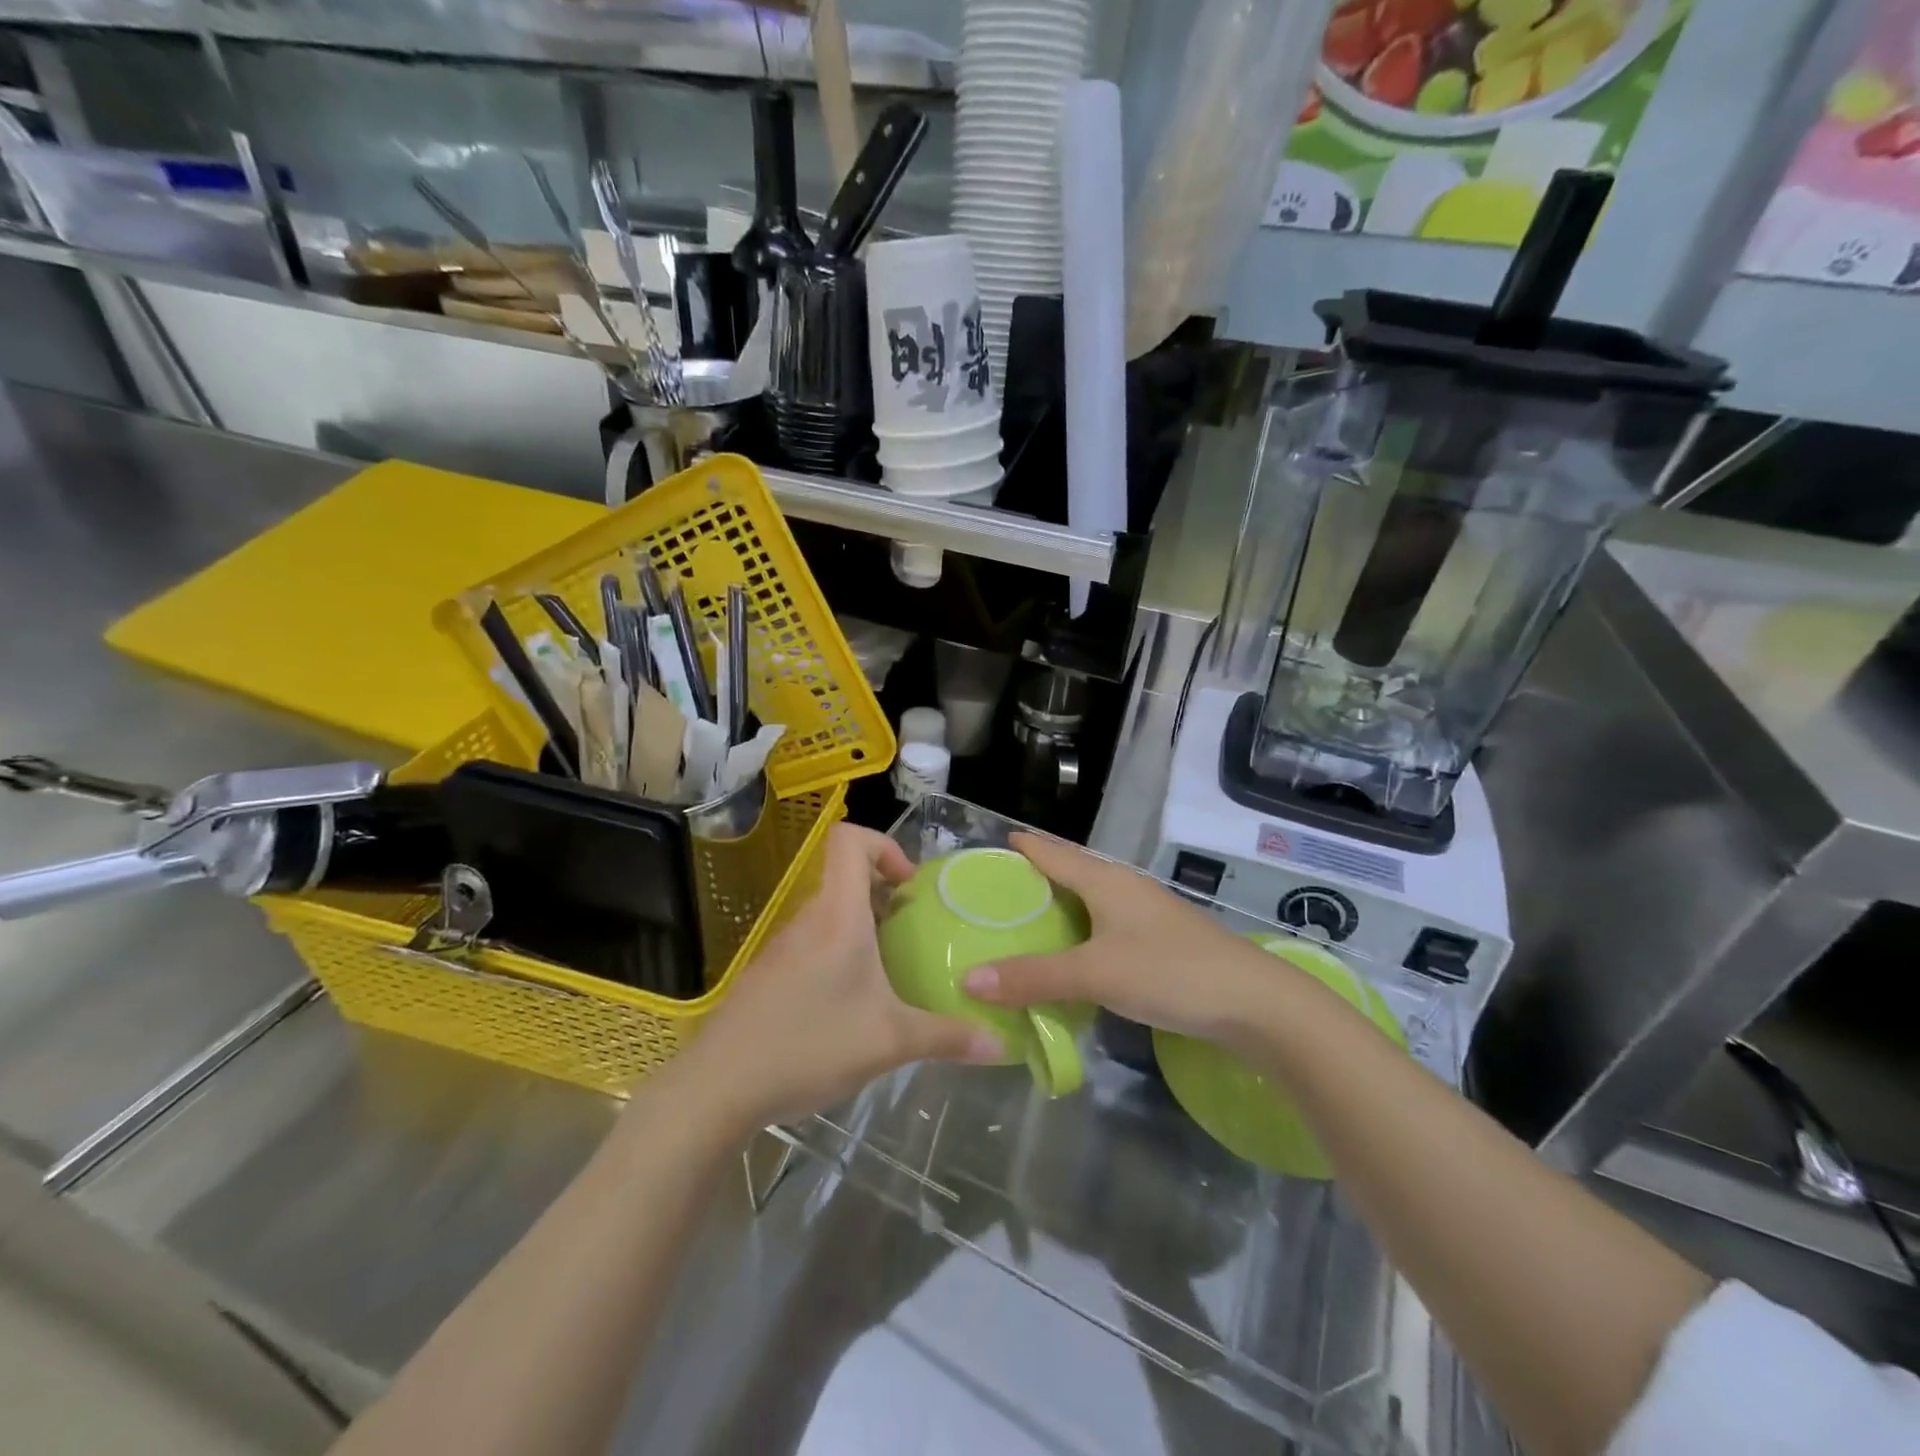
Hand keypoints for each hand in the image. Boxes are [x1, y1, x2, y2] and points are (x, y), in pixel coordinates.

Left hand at [673, 824, 1001, 1133]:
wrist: (718, 1087)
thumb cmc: (809, 1045)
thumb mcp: (890, 1042)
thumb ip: (948, 1038)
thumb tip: (1002, 1045)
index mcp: (838, 916)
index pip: (849, 839)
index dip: (883, 845)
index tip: (908, 887)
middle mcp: (809, 920)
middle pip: (845, 876)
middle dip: (885, 893)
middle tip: (913, 931)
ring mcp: (784, 946)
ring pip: (830, 913)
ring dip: (863, 926)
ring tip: (890, 969)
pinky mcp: (769, 974)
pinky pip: (813, 942)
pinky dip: (839, 953)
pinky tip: (851, 1002)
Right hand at [963, 833, 1274, 1042]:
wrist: (1255, 1003)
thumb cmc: (1170, 972)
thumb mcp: (1095, 974)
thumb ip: (1034, 976)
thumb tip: (969, 980)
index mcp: (1105, 881)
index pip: (1052, 853)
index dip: (1021, 847)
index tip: (986, 849)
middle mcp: (1124, 888)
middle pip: (1070, 873)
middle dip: (1034, 878)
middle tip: (992, 895)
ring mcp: (1147, 914)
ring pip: (1090, 901)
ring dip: (1058, 908)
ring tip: (1023, 925)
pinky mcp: (1161, 941)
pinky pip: (1106, 927)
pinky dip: (1080, 934)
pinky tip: (1072, 956)